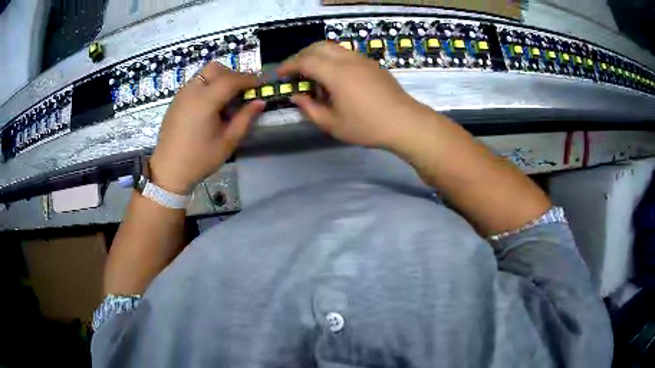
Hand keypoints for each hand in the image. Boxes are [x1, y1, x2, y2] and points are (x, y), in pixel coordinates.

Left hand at [150, 62, 264, 193]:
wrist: (168, 171)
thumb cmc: (199, 160)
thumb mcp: (227, 142)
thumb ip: (245, 118)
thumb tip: (260, 102)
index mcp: (205, 101)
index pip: (231, 80)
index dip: (249, 79)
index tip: (261, 84)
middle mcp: (192, 91)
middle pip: (216, 68)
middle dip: (232, 74)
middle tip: (241, 90)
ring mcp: (181, 94)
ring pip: (204, 73)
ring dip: (219, 78)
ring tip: (226, 97)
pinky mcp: (176, 100)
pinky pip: (195, 82)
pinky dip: (207, 84)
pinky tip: (210, 104)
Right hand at [278, 41, 433, 149]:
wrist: (405, 123)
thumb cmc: (367, 126)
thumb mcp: (332, 124)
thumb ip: (310, 109)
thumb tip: (296, 96)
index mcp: (336, 73)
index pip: (305, 61)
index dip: (289, 66)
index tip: (280, 74)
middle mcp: (348, 60)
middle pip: (318, 47)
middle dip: (301, 56)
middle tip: (294, 71)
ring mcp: (362, 60)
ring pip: (333, 47)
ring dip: (318, 55)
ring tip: (313, 74)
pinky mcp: (372, 64)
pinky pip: (346, 54)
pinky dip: (333, 59)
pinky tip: (334, 77)